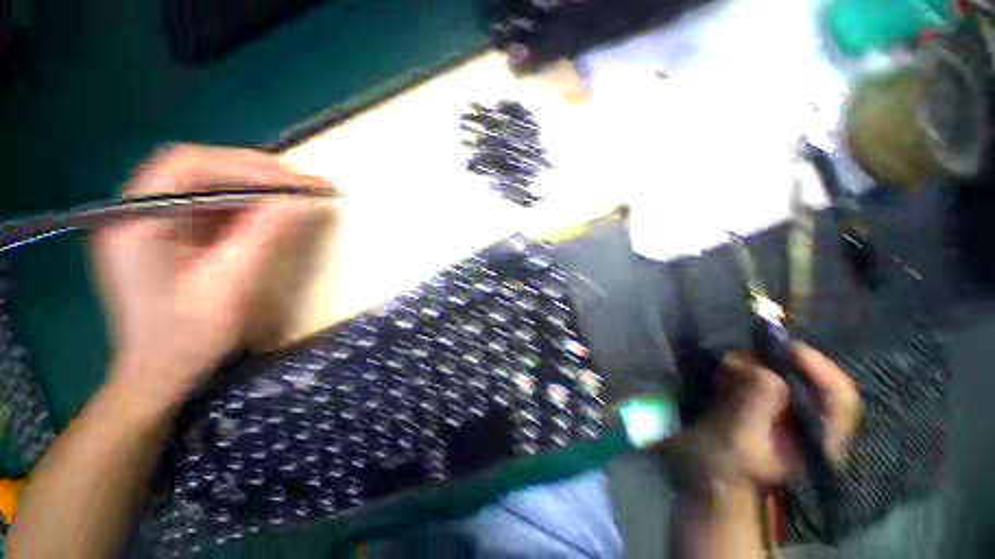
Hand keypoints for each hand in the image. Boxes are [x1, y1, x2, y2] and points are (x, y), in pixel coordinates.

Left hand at [93, 144, 331, 409]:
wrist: (158, 371)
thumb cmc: (188, 338)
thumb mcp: (231, 286)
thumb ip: (262, 237)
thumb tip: (298, 201)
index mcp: (138, 222)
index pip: (192, 168)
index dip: (251, 168)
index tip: (300, 183)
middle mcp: (137, 209)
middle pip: (196, 165)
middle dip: (254, 169)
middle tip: (303, 183)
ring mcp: (149, 216)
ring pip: (202, 178)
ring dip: (251, 180)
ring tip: (294, 190)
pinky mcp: (165, 228)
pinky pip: (206, 199)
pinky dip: (242, 198)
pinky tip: (268, 206)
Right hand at [673, 344, 861, 488]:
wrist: (712, 467)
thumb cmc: (727, 460)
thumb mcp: (739, 438)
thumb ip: (755, 406)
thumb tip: (764, 371)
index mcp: (822, 440)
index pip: (841, 397)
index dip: (820, 368)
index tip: (788, 349)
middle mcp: (815, 419)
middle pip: (816, 377)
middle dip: (782, 361)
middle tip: (747, 358)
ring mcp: (793, 408)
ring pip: (788, 370)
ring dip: (756, 363)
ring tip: (728, 375)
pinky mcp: (773, 399)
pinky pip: (766, 371)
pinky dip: (745, 367)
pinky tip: (726, 378)